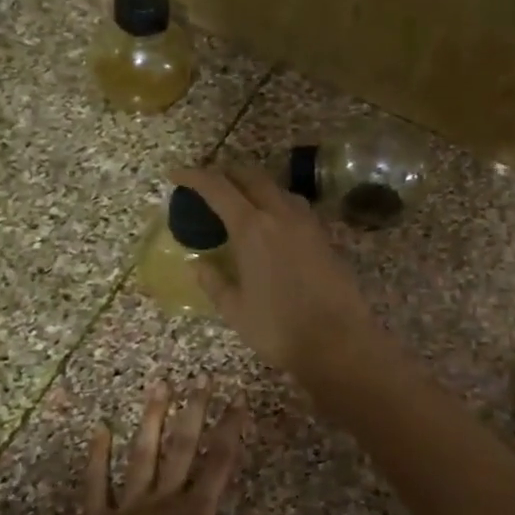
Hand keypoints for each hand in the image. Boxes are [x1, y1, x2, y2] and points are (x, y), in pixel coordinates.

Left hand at [47, 379, 282, 514]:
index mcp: (194, 511)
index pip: (218, 464)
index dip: (230, 431)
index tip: (237, 400)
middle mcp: (164, 497)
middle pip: (182, 449)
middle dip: (195, 412)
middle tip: (201, 378)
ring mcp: (130, 503)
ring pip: (144, 455)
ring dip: (153, 420)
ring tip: (160, 386)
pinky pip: (99, 482)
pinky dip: (98, 456)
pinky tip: (101, 429)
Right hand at [171, 165, 384, 378]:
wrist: (338, 342)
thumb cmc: (278, 328)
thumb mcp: (235, 310)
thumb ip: (213, 282)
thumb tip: (198, 264)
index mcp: (252, 228)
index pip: (218, 188)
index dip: (194, 177)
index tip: (176, 174)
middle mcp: (281, 215)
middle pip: (252, 177)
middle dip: (227, 173)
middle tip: (210, 183)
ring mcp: (308, 223)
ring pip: (278, 189)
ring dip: (256, 186)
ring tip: (241, 201)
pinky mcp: (325, 237)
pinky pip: (296, 207)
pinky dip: (277, 203)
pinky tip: (273, 223)